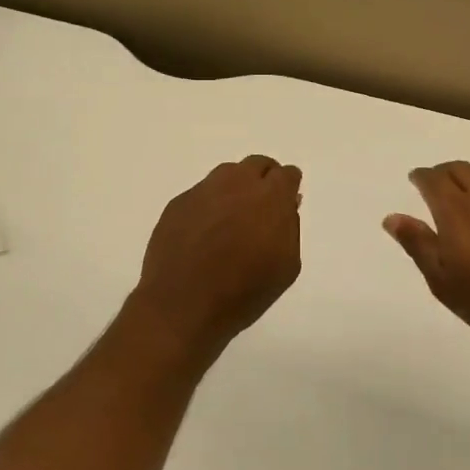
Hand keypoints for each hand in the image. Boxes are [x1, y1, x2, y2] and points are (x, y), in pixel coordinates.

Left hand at [124, 155, 302, 360]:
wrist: (182, 305)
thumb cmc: (243, 292)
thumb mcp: (286, 266)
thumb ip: (291, 227)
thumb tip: (288, 204)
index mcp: (270, 197)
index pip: (287, 174)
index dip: (288, 187)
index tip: (286, 202)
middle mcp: (237, 183)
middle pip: (257, 164)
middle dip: (264, 179)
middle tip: (262, 206)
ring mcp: (204, 190)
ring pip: (228, 174)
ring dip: (236, 187)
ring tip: (233, 218)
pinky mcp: (179, 202)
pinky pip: (202, 192)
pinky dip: (210, 204)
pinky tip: (206, 230)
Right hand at [384, 161, 469, 370]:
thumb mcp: (444, 283)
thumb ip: (418, 245)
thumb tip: (392, 217)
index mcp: (458, 213)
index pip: (434, 178)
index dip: (421, 177)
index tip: (415, 181)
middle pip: (461, 169)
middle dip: (443, 173)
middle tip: (435, 188)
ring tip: (464, 203)